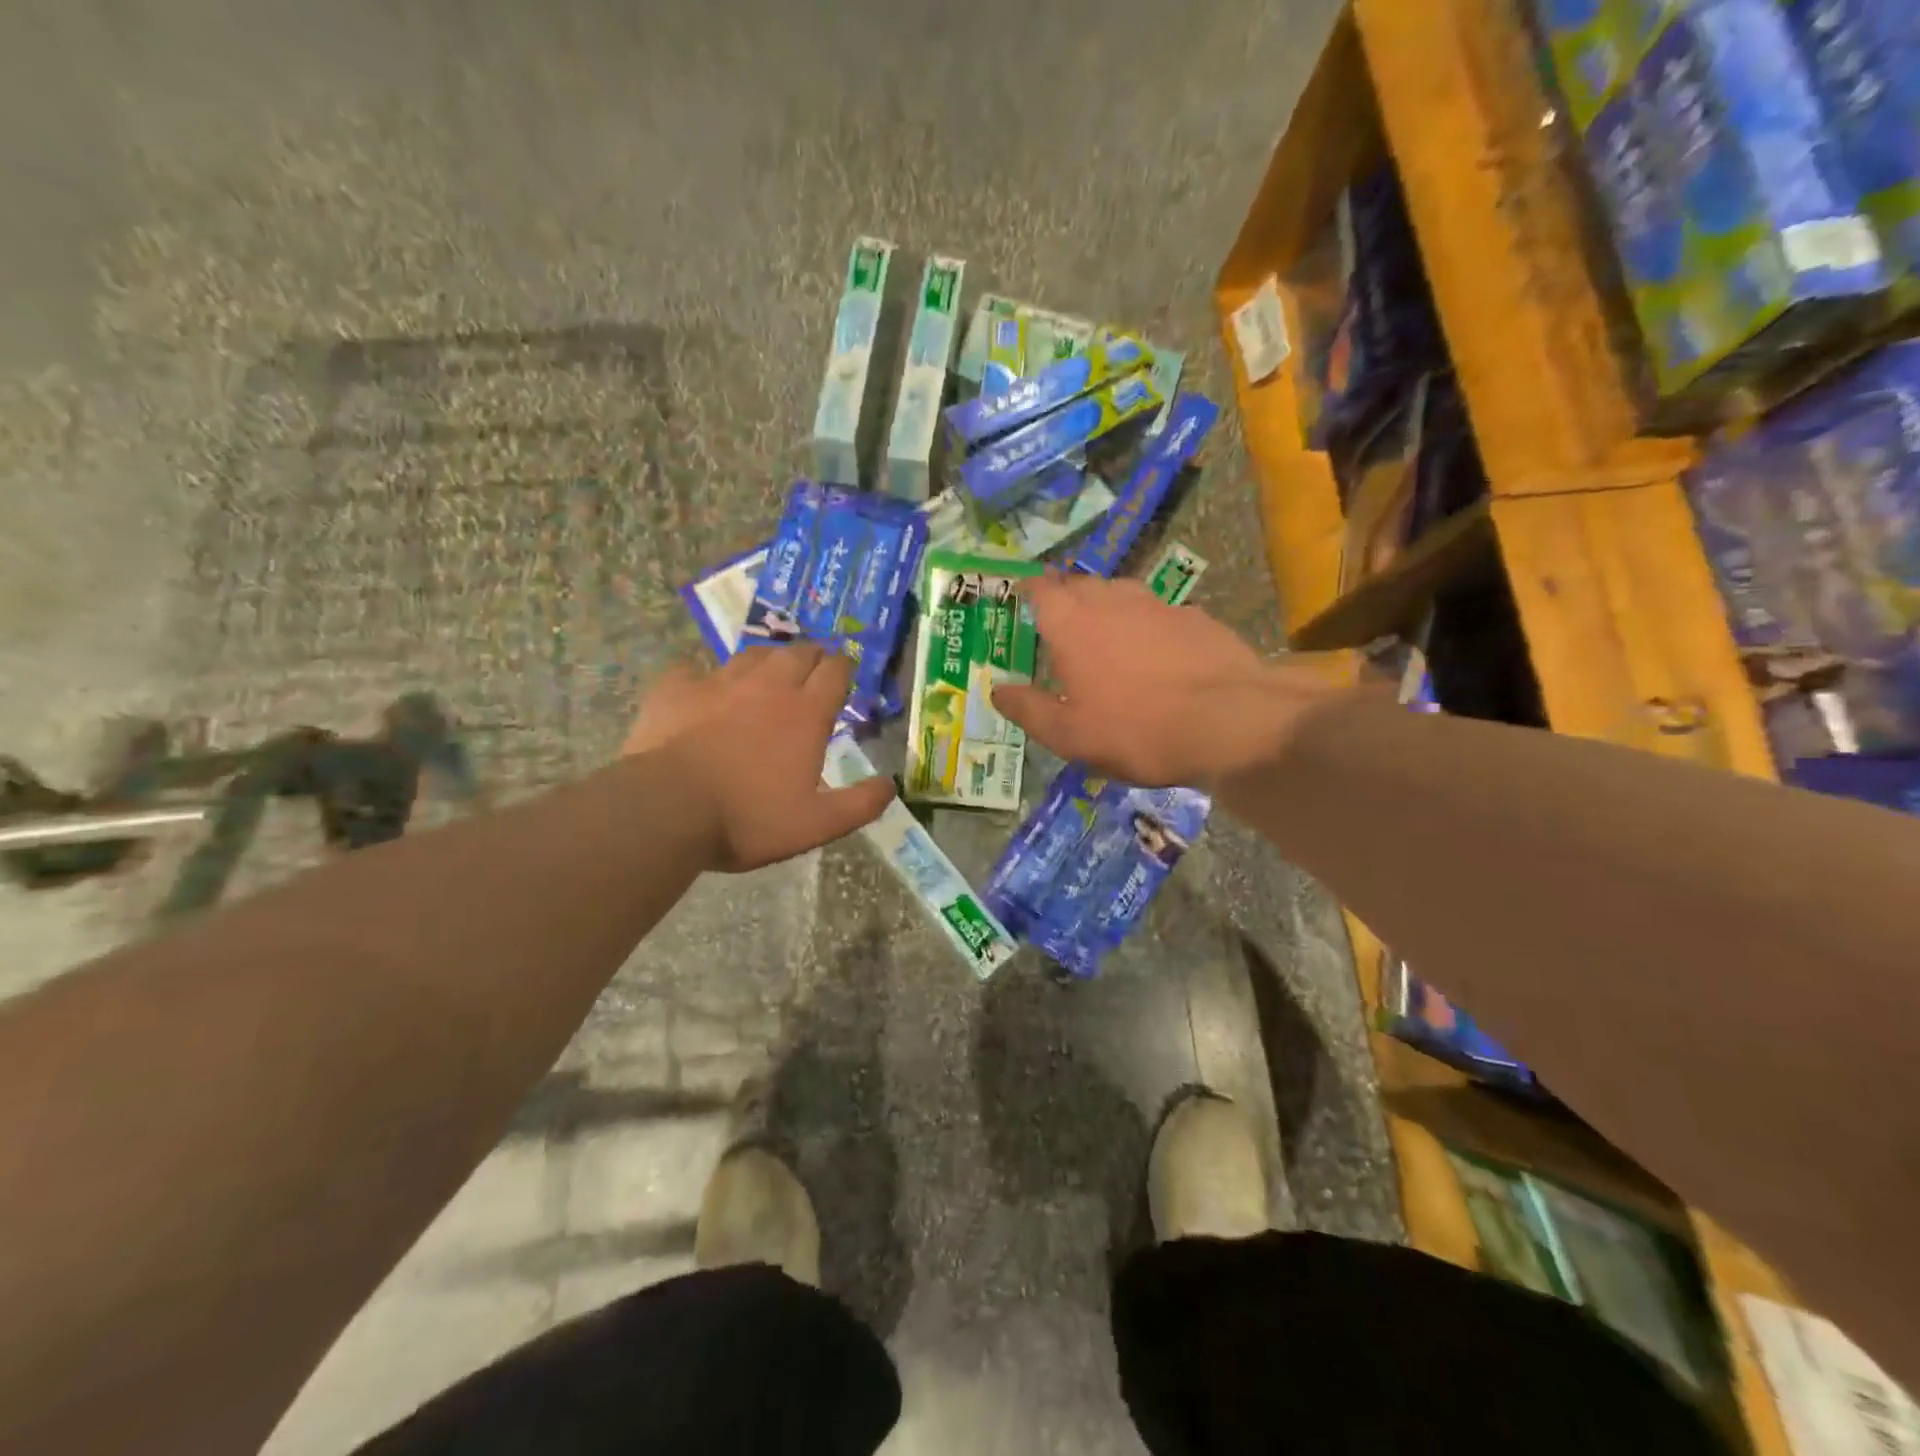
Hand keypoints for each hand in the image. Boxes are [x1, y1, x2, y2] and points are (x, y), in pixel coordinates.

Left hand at [624, 646, 894, 871]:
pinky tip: (700, 689)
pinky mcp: (677, 688)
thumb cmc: (748, 818)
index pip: (835, 671)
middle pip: (797, 653)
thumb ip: (860, 805)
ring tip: (766, 675)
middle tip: (811, 671)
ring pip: (751, 655)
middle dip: (811, 657)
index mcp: (805, 712)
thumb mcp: (816, 825)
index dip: (843, 669)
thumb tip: (890, 785)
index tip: (844, 675)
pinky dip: (704, 677)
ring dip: (766, 662)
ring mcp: (719, 682)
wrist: (665, 810)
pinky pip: (694, 669)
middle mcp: (767, 686)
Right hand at [990, 573, 1346, 787]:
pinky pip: (1157, 613)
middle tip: (1058, 622)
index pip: (1040, 589)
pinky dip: (1145, 625)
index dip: (1027, 590)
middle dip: (1065, 597)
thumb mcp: (1069, 735)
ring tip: (1104, 635)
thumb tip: (997, 689)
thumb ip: (1028, 709)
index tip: (1020, 596)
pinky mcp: (1195, 617)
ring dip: (1105, 607)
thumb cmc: (1136, 729)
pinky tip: (1154, 653)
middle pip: (1080, 584)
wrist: (1230, 721)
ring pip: (1120, 593)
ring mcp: (1157, 603)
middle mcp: (1111, 600)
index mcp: (1071, 623)